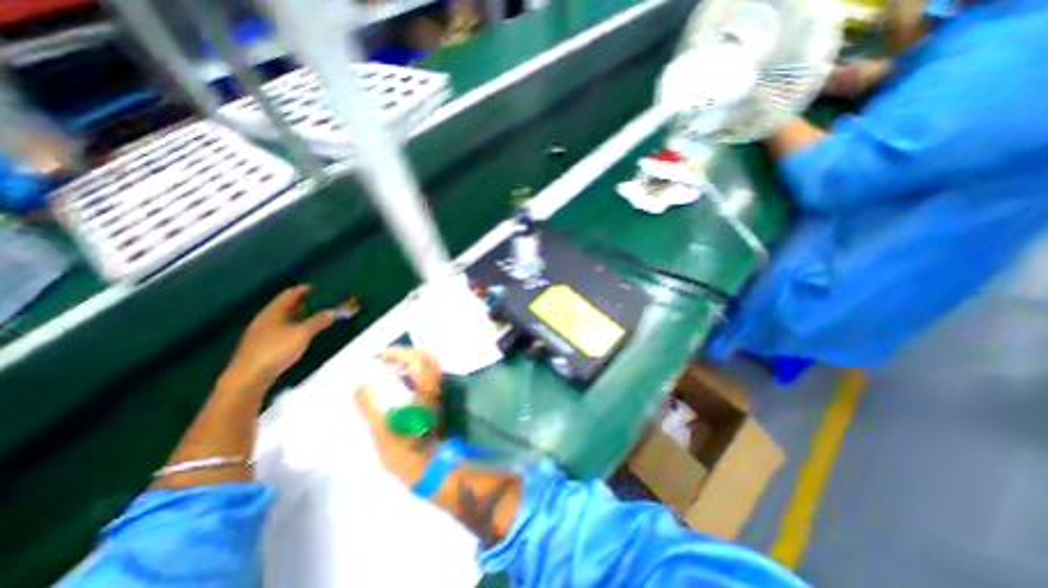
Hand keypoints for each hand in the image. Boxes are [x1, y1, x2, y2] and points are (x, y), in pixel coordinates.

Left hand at [226, 288, 335, 388]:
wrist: (249, 376)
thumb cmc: (276, 349)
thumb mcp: (302, 333)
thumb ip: (318, 321)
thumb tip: (332, 311)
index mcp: (274, 311)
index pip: (291, 293)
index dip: (306, 289)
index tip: (321, 288)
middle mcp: (267, 317)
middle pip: (287, 304)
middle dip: (305, 301)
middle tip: (323, 301)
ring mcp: (263, 331)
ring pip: (285, 316)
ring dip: (300, 314)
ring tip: (318, 315)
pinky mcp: (263, 343)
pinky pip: (282, 327)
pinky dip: (295, 324)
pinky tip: (303, 331)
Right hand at [358, 348, 443, 484]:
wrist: (429, 470)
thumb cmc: (406, 452)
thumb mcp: (382, 432)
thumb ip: (370, 407)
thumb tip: (359, 384)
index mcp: (424, 391)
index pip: (416, 360)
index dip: (399, 353)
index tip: (379, 355)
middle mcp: (433, 388)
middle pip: (424, 359)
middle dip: (404, 354)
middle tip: (382, 359)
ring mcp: (435, 394)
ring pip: (426, 368)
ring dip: (408, 362)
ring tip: (386, 367)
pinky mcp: (432, 402)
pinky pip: (425, 378)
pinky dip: (411, 372)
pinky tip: (396, 381)